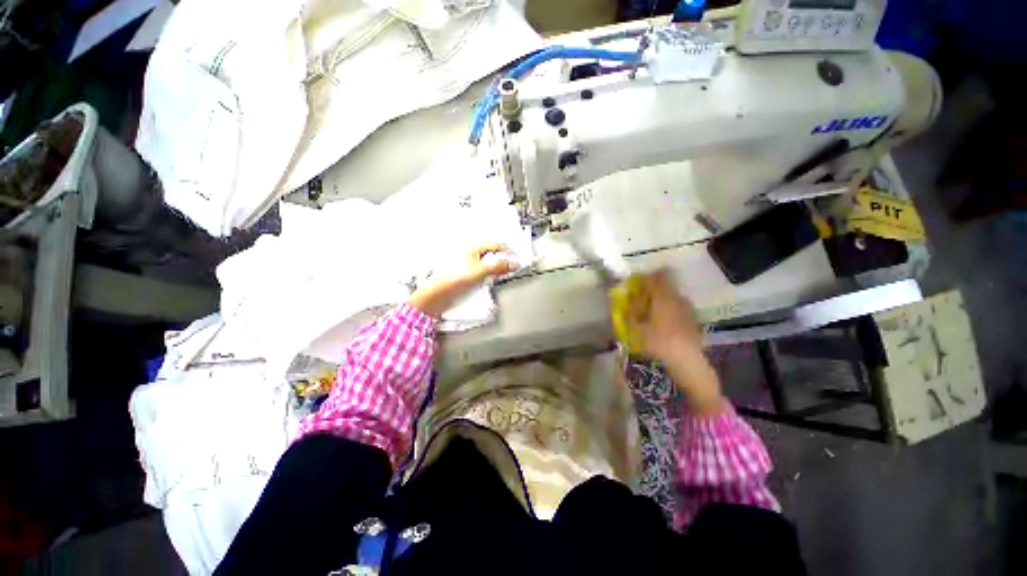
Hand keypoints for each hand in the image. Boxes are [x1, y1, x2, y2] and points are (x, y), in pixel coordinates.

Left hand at [407, 244, 515, 317]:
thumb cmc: (456, 278)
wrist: (439, 293)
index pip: (497, 244)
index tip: (517, 259)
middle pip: (492, 253)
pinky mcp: (466, 273)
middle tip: (511, 267)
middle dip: (503, 259)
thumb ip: (499, 266)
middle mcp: (470, 252)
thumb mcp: (481, 271)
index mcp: (473, 247)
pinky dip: (490, 273)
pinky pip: (482, 270)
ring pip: (488, 262)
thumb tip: (513, 263)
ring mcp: (468, 263)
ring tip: (503, 274)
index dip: (508, 251)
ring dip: (497, 267)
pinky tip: (491, 279)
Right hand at [630, 270, 725, 415]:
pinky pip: (677, 309)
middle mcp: (678, 299)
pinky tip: (661, 324)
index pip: (655, 277)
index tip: (633, 284)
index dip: (643, 278)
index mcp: (664, 297)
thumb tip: (624, 301)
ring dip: (659, 302)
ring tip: (648, 314)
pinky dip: (668, 311)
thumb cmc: (658, 342)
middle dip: (651, 291)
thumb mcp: (635, 329)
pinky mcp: (693, 322)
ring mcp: (688, 310)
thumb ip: (629, 312)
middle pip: (664, 287)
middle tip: (638, 300)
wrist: (687, 364)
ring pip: (671, 298)